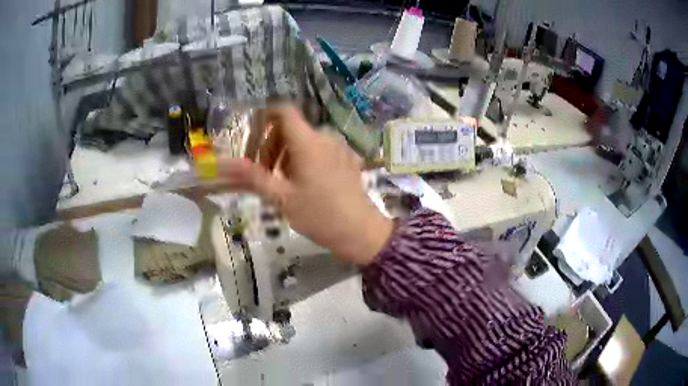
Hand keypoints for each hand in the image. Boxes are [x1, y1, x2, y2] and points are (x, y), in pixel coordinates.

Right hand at [220, 106, 392, 264]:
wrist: (360, 232)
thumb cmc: (319, 215)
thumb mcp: (282, 198)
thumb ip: (253, 176)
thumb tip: (224, 163)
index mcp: (308, 142)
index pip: (283, 111)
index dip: (264, 118)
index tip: (252, 139)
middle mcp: (325, 137)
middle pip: (290, 128)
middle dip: (270, 145)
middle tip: (262, 172)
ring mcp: (338, 147)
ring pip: (304, 140)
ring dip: (285, 154)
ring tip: (280, 182)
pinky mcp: (346, 158)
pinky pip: (319, 149)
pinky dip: (303, 158)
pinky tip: (302, 183)